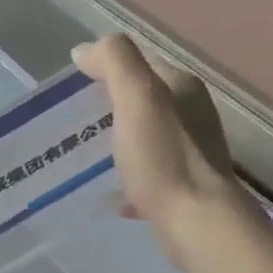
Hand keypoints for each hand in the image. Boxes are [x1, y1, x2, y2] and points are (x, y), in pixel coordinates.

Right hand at [71, 35, 241, 269]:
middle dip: (112, 106)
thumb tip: (85, 50)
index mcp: (182, 86)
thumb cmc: (164, 157)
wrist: (198, 222)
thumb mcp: (137, 97)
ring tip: (90, 156)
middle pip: (144, 100)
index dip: (107, 68)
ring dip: (121, 141)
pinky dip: (131, 176)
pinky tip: (114, 193)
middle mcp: (192, 113)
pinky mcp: (187, 184)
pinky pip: (151, 171)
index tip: (74, 88)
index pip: (139, 63)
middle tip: (76, 121)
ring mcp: (192, 150)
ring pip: (148, 135)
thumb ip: (115, 62)